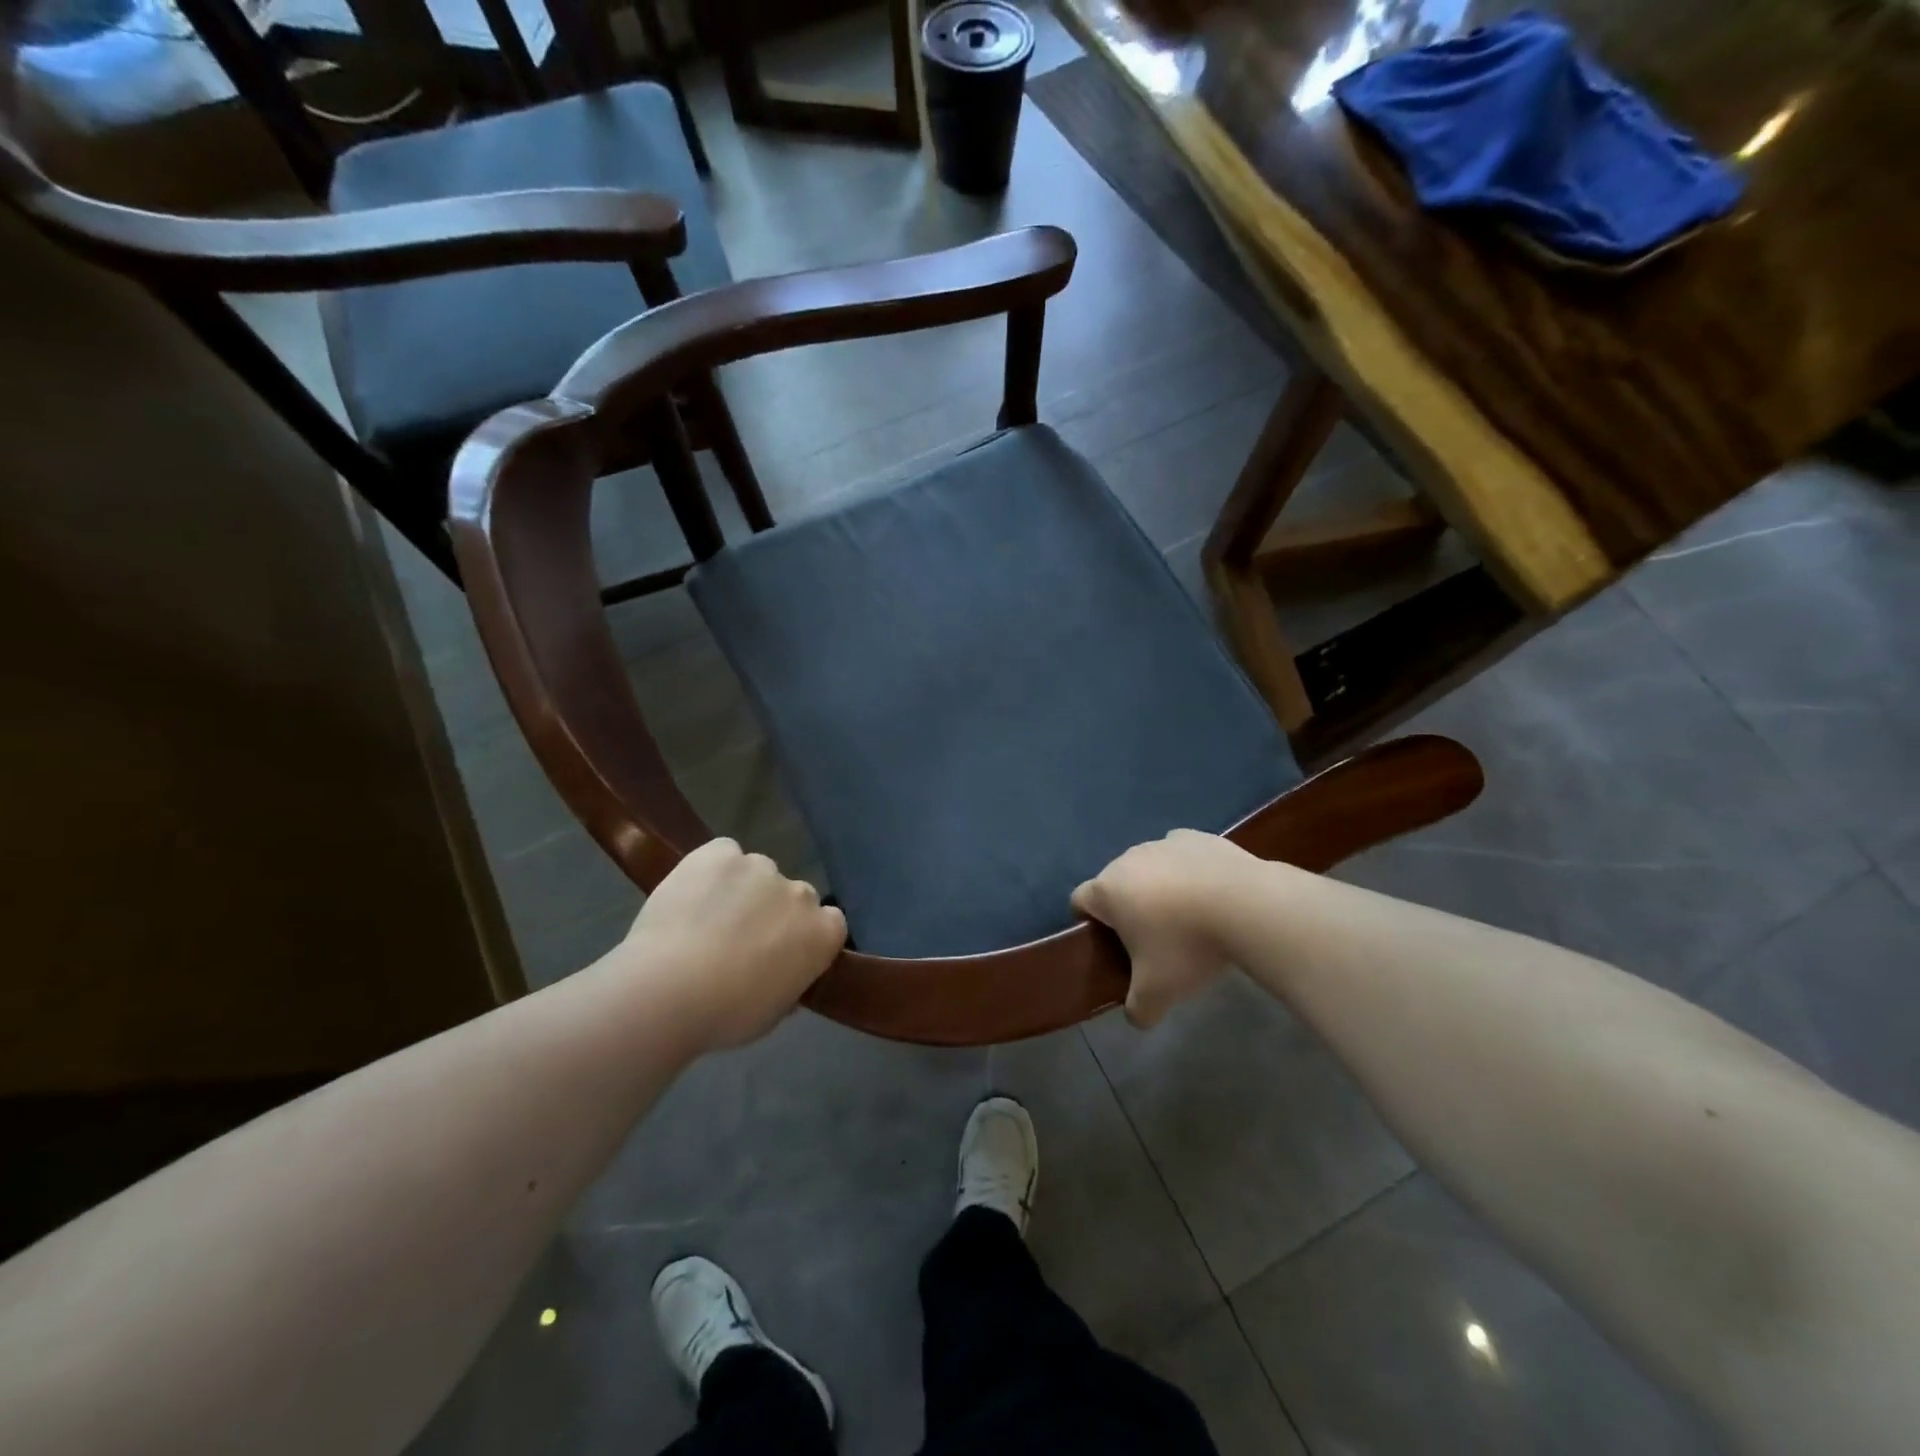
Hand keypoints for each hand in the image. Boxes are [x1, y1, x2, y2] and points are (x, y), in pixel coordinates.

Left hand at [621, 838, 846, 1050]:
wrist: (668, 990)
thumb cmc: (726, 1015)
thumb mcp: (773, 1012)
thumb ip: (788, 981)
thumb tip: (780, 971)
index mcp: (824, 933)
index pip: (830, 923)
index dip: (804, 935)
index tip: (782, 953)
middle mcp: (800, 892)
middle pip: (794, 895)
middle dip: (774, 911)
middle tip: (740, 939)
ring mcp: (760, 867)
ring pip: (756, 873)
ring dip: (741, 890)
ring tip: (705, 918)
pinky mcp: (720, 852)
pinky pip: (723, 853)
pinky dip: (711, 870)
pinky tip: (690, 894)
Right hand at [1072, 830, 1253, 1028]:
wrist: (1246, 905)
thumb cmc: (1187, 946)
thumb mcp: (1158, 993)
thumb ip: (1138, 1009)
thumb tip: (1136, 1017)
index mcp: (1107, 891)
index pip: (1080, 901)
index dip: (1089, 923)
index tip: (1110, 945)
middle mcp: (1127, 859)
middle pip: (1115, 883)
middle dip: (1128, 907)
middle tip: (1153, 940)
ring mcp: (1163, 843)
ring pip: (1150, 866)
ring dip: (1159, 887)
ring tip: (1189, 917)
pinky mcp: (1198, 837)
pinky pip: (1182, 856)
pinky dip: (1189, 872)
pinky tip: (1212, 895)